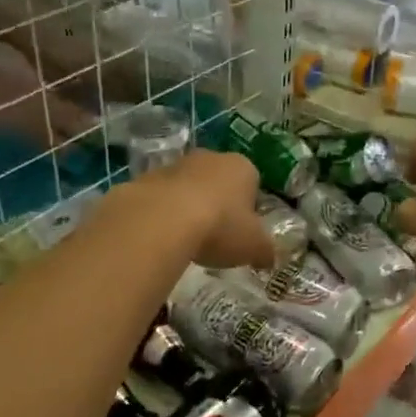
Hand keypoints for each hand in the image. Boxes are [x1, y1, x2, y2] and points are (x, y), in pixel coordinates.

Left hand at [141, 151, 276, 269]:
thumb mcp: (254, 246)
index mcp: (243, 167)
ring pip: (189, 187)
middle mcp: (211, 157)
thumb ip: (265, 251)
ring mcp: (176, 165)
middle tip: (216, 235)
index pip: (253, 184)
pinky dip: (163, 213)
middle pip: (219, 181)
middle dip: (219, 203)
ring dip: (189, 207)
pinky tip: (163, 237)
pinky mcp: (146, 178)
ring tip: (187, 240)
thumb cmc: (221, 227)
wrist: (163, 219)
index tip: (242, 232)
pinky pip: (162, 197)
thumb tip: (269, 258)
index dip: (249, 209)